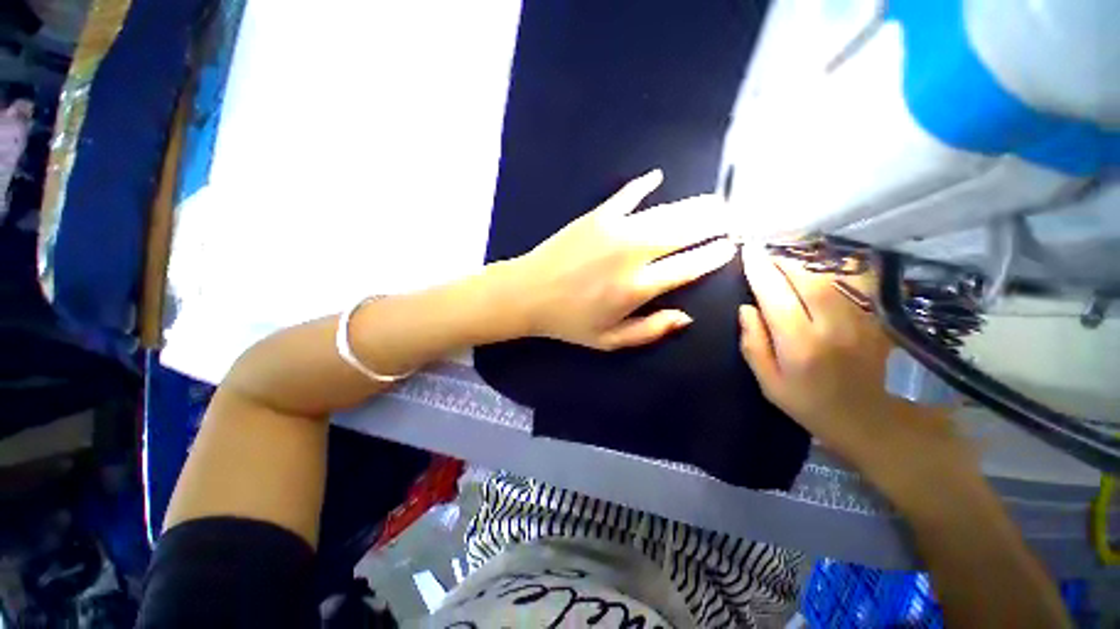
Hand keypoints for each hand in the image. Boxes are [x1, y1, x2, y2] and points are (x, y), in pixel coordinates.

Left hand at [510, 170, 734, 349]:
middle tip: (730, 217)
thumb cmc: (568, 322)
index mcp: (638, 288)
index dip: (714, 255)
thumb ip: (650, 331)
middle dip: (713, 223)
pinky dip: (643, 185)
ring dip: (693, 205)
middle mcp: (633, 254)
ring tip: (712, 201)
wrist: (527, 294)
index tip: (731, 246)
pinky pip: (626, 195)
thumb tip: (686, 317)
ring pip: (665, 212)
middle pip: (684, 232)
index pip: (689, 266)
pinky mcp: (596, 215)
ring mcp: (614, 229)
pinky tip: (657, 176)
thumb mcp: (609, 340)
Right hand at [737, 249, 964, 468]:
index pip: (775, 296)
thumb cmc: (808, 403)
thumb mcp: (768, 382)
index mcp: (799, 344)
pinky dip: (829, 269)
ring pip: (828, 277)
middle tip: (764, 250)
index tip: (747, 250)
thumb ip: (753, 344)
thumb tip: (745, 308)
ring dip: (803, 261)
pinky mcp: (871, 318)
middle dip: (781, 260)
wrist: (868, 419)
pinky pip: (848, 283)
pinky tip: (816, 266)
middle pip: (805, 279)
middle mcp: (830, 326)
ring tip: (785, 254)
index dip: (759, 270)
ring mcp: (857, 320)